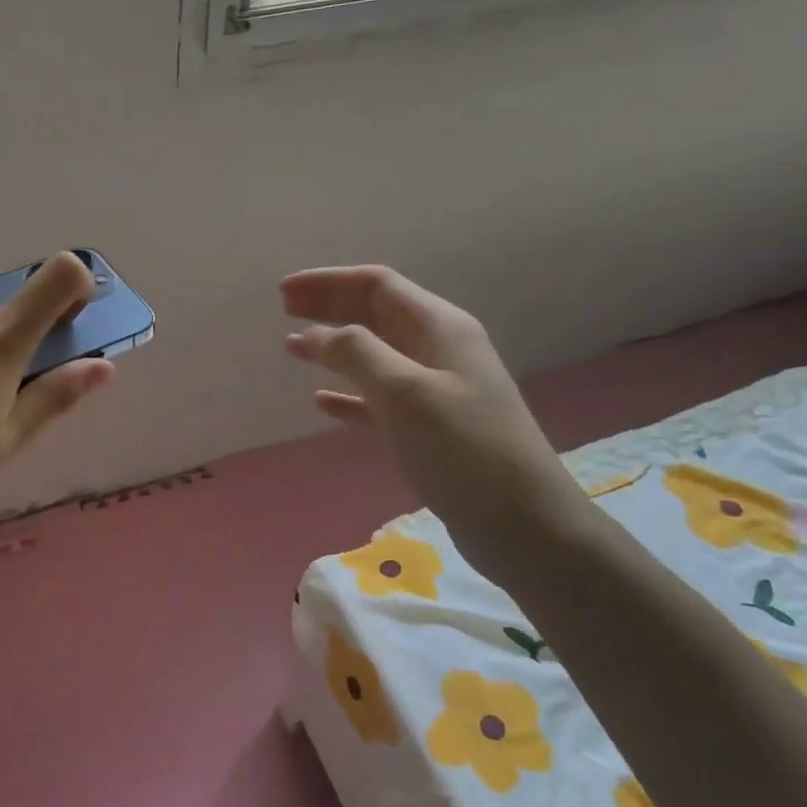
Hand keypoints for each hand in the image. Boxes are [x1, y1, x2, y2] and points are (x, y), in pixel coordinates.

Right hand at [281, 265, 593, 575]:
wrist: (523, 525)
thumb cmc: (463, 449)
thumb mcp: (406, 392)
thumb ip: (357, 353)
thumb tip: (313, 333)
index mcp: (439, 327)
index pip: (377, 285)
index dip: (328, 282)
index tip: (283, 292)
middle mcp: (437, 350)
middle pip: (374, 313)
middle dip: (329, 306)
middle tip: (283, 309)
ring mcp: (434, 389)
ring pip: (373, 354)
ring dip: (333, 347)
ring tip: (292, 349)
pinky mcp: (427, 428)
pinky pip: (378, 399)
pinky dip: (348, 394)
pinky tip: (321, 402)